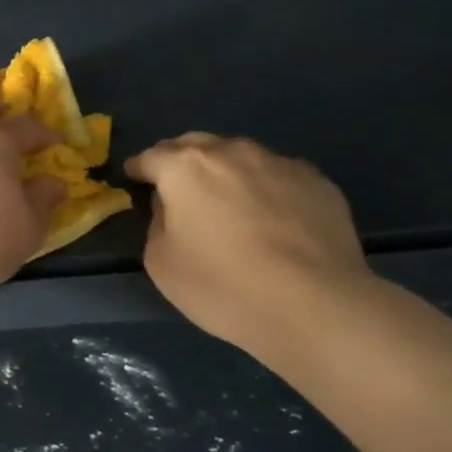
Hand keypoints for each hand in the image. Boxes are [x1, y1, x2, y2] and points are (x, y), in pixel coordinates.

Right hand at [125, 134, 373, 364]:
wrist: (315, 306)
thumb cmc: (223, 286)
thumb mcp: (161, 263)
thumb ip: (158, 223)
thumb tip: (172, 206)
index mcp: (185, 168)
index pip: (151, 157)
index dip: (139, 168)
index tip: (134, 177)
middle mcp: (231, 152)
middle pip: (196, 145)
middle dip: (181, 160)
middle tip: (178, 187)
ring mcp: (278, 163)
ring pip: (240, 156)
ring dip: (226, 171)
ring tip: (229, 201)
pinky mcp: (317, 182)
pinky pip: (278, 175)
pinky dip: (265, 187)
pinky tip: (272, 217)